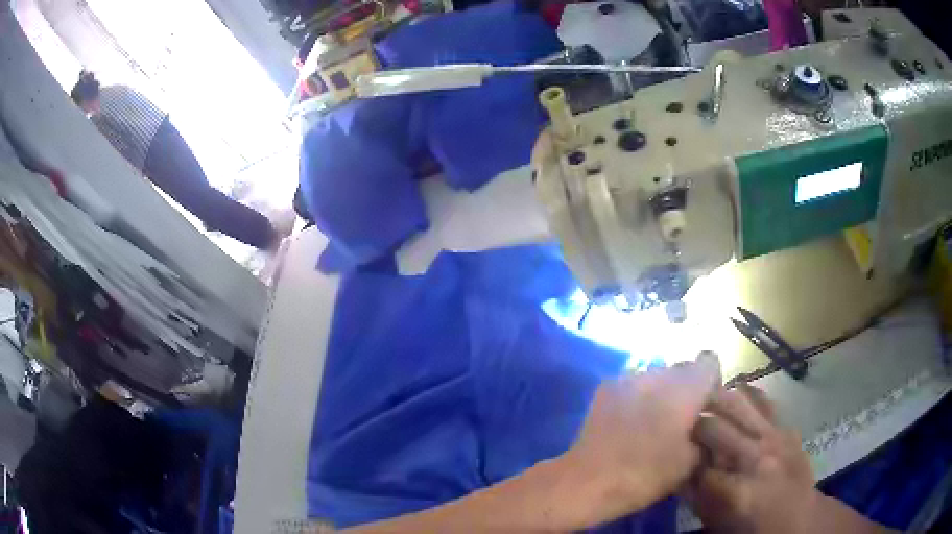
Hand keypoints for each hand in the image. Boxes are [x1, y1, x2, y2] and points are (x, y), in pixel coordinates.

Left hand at [562, 352, 721, 524]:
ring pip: (656, 375)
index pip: (709, 362)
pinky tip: (628, 422)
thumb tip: (701, 425)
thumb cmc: (647, 474)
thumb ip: (705, 434)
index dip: (710, 382)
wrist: (591, 480)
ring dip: (660, 391)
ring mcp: (629, 378)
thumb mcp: (691, 462)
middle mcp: (660, 373)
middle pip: (682, 368)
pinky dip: (636, 397)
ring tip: (652, 421)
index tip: (706, 406)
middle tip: (681, 418)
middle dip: (685, 388)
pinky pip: (631, 384)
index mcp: (687, 387)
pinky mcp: (605, 387)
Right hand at [686, 384, 890, 532]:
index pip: (695, 463)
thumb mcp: (718, 521)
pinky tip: (733, 392)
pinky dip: (745, 393)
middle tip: (677, 423)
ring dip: (714, 399)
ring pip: (738, 403)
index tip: (669, 451)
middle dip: (691, 424)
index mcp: (735, 489)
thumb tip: (677, 470)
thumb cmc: (754, 526)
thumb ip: (696, 495)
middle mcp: (755, 456)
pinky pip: (763, 399)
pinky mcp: (785, 427)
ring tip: (699, 400)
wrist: (798, 517)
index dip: (679, 455)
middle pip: (713, 426)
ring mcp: (774, 436)